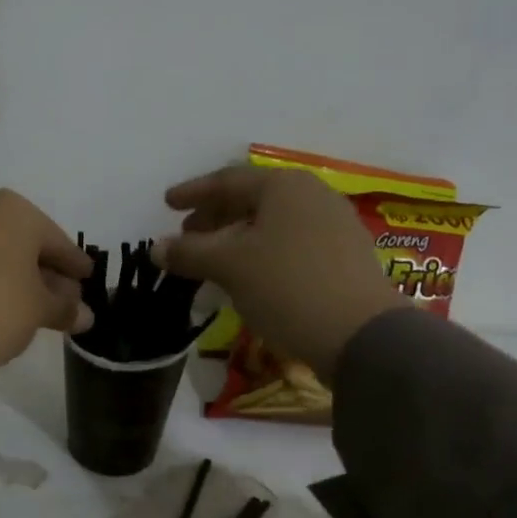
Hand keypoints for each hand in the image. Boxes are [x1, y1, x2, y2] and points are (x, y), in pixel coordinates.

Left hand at [0, 189, 93, 368]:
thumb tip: (84, 316)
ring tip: (32, 303)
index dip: (74, 263)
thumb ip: (65, 307)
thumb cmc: (1, 306)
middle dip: (44, 270)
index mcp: (15, 210)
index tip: (87, 278)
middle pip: (23, 242)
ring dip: (15, 273)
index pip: (56, 240)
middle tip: (63, 297)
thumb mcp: (41, 309)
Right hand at [152, 165, 401, 379]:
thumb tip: (155, 247)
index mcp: (284, 186)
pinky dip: (262, 253)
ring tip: (213, 261)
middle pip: (252, 200)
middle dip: (215, 218)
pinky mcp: (345, 257)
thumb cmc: (287, 287)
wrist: (361, 336)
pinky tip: (249, 278)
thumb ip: (189, 252)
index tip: (167, 204)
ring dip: (237, 239)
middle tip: (187, 238)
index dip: (193, 193)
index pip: (227, 180)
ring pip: (272, 224)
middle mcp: (313, 196)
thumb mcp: (230, 266)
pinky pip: (291, 244)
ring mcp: (335, 226)